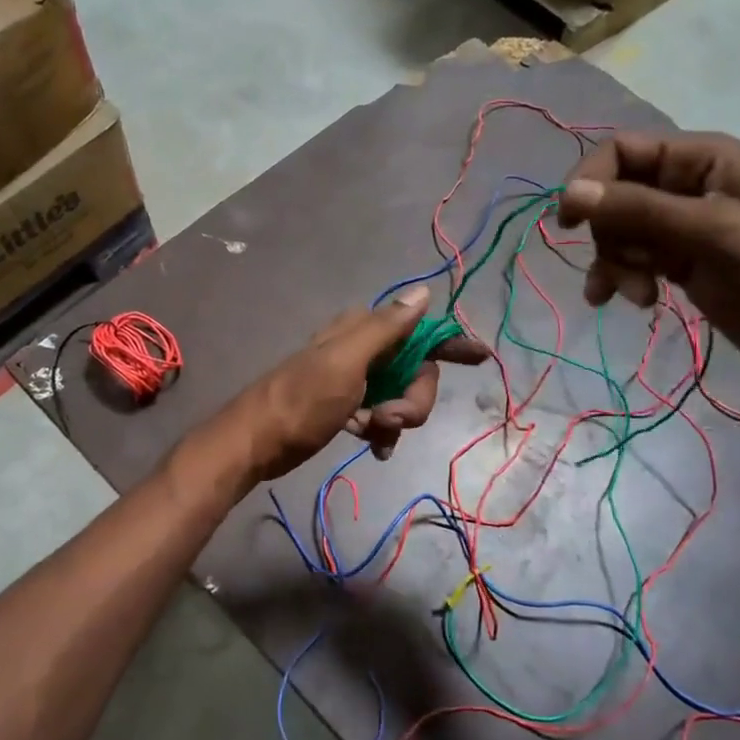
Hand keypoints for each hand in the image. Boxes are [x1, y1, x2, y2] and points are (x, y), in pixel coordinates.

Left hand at [222, 285, 489, 481]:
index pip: (420, 329)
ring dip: (396, 419)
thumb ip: (386, 329)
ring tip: (374, 434)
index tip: (481, 356)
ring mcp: (356, 380)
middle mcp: (363, 349)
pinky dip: (383, 432)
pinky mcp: (347, 407)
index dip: (450, 342)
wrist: (257, 442)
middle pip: (416, 372)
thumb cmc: (302, 400)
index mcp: (363, 330)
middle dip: (412, 400)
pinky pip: (382, 416)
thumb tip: (423, 292)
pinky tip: (374, 447)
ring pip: (401, 396)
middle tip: (389, 419)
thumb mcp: (346, 362)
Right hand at [555, 130, 739, 382]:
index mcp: (702, 159)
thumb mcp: (712, 231)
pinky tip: (632, 301)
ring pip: (617, 232)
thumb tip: (569, 194)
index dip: (590, 180)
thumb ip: (640, 210)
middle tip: (620, 268)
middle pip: (614, 195)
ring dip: (614, 264)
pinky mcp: (675, 260)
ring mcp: (679, 225)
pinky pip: (629, 260)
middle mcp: (685, 184)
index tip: (568, 220)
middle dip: (608, 235)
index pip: (622, 151)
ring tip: (634, 295)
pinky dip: (621, 279)